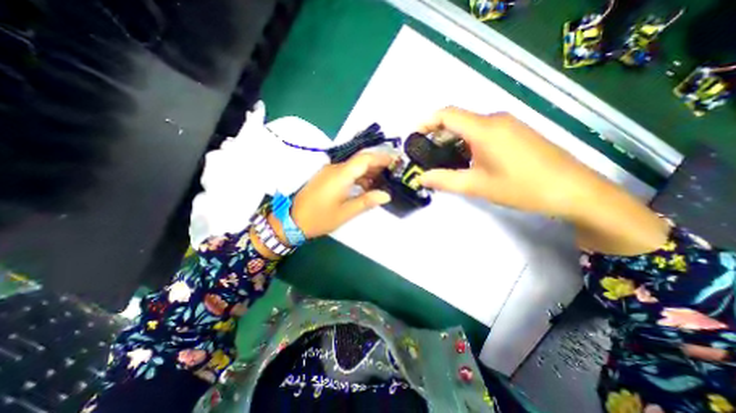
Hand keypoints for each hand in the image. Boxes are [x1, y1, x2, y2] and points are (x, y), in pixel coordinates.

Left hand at [293, 150, 395, 238]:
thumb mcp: (345, 213)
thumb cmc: (320, 218)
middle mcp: (335, 168)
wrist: (292, 220)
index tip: (396, 161)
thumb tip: (386, 195)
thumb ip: (366, 202)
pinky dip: (358, 177)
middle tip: (393, 172)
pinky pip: (346, 172)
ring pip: (353, 166)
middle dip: (377, 164)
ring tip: (382, 181)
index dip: (381, 157)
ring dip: (368, 171)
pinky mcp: (326, 177)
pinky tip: (366, 186)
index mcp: (341, 175)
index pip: (364, 159)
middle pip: (360, 160)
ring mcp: (329, 172)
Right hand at [419, 106, 587, 216]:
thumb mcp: (477, 186)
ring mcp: (508, 125)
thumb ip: (445, 180)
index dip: (426, 122)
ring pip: (470, 127)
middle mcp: (495, 119)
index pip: (447, 114)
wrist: (574, 191)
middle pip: (457, 120)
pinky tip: (467, 161)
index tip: (414, 137)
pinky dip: (468, 143)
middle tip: (426, 156)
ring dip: (453, 140)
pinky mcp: (516, 133)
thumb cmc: (522, 187)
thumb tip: (421, 178)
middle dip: (437, 135)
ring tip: (443, 161)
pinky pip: (484, 132)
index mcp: (484, 129)